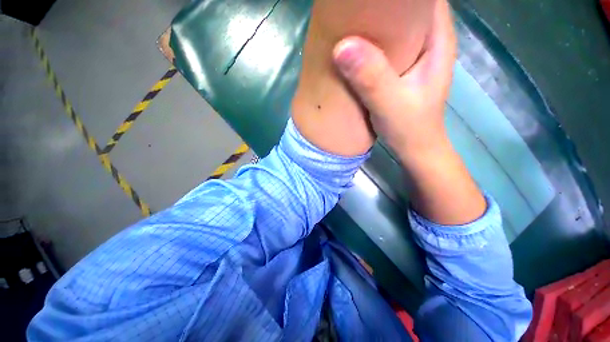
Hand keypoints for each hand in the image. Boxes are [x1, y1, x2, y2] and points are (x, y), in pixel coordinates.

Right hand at [332, 0, 455, 160]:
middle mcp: (428, 40)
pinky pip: (386, 47)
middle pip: (406, 6)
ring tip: (348, 24)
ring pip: (395, 26)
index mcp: (437, 38)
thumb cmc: (410, 129)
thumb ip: (371, 78)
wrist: (414, 148)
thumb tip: (341, 46)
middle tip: (350, 9)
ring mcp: (414, 55)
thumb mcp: (390, 105)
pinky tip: (354, 50)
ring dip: (373, 24)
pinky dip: (370, 44)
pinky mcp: (400, 70)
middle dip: (379, 5)